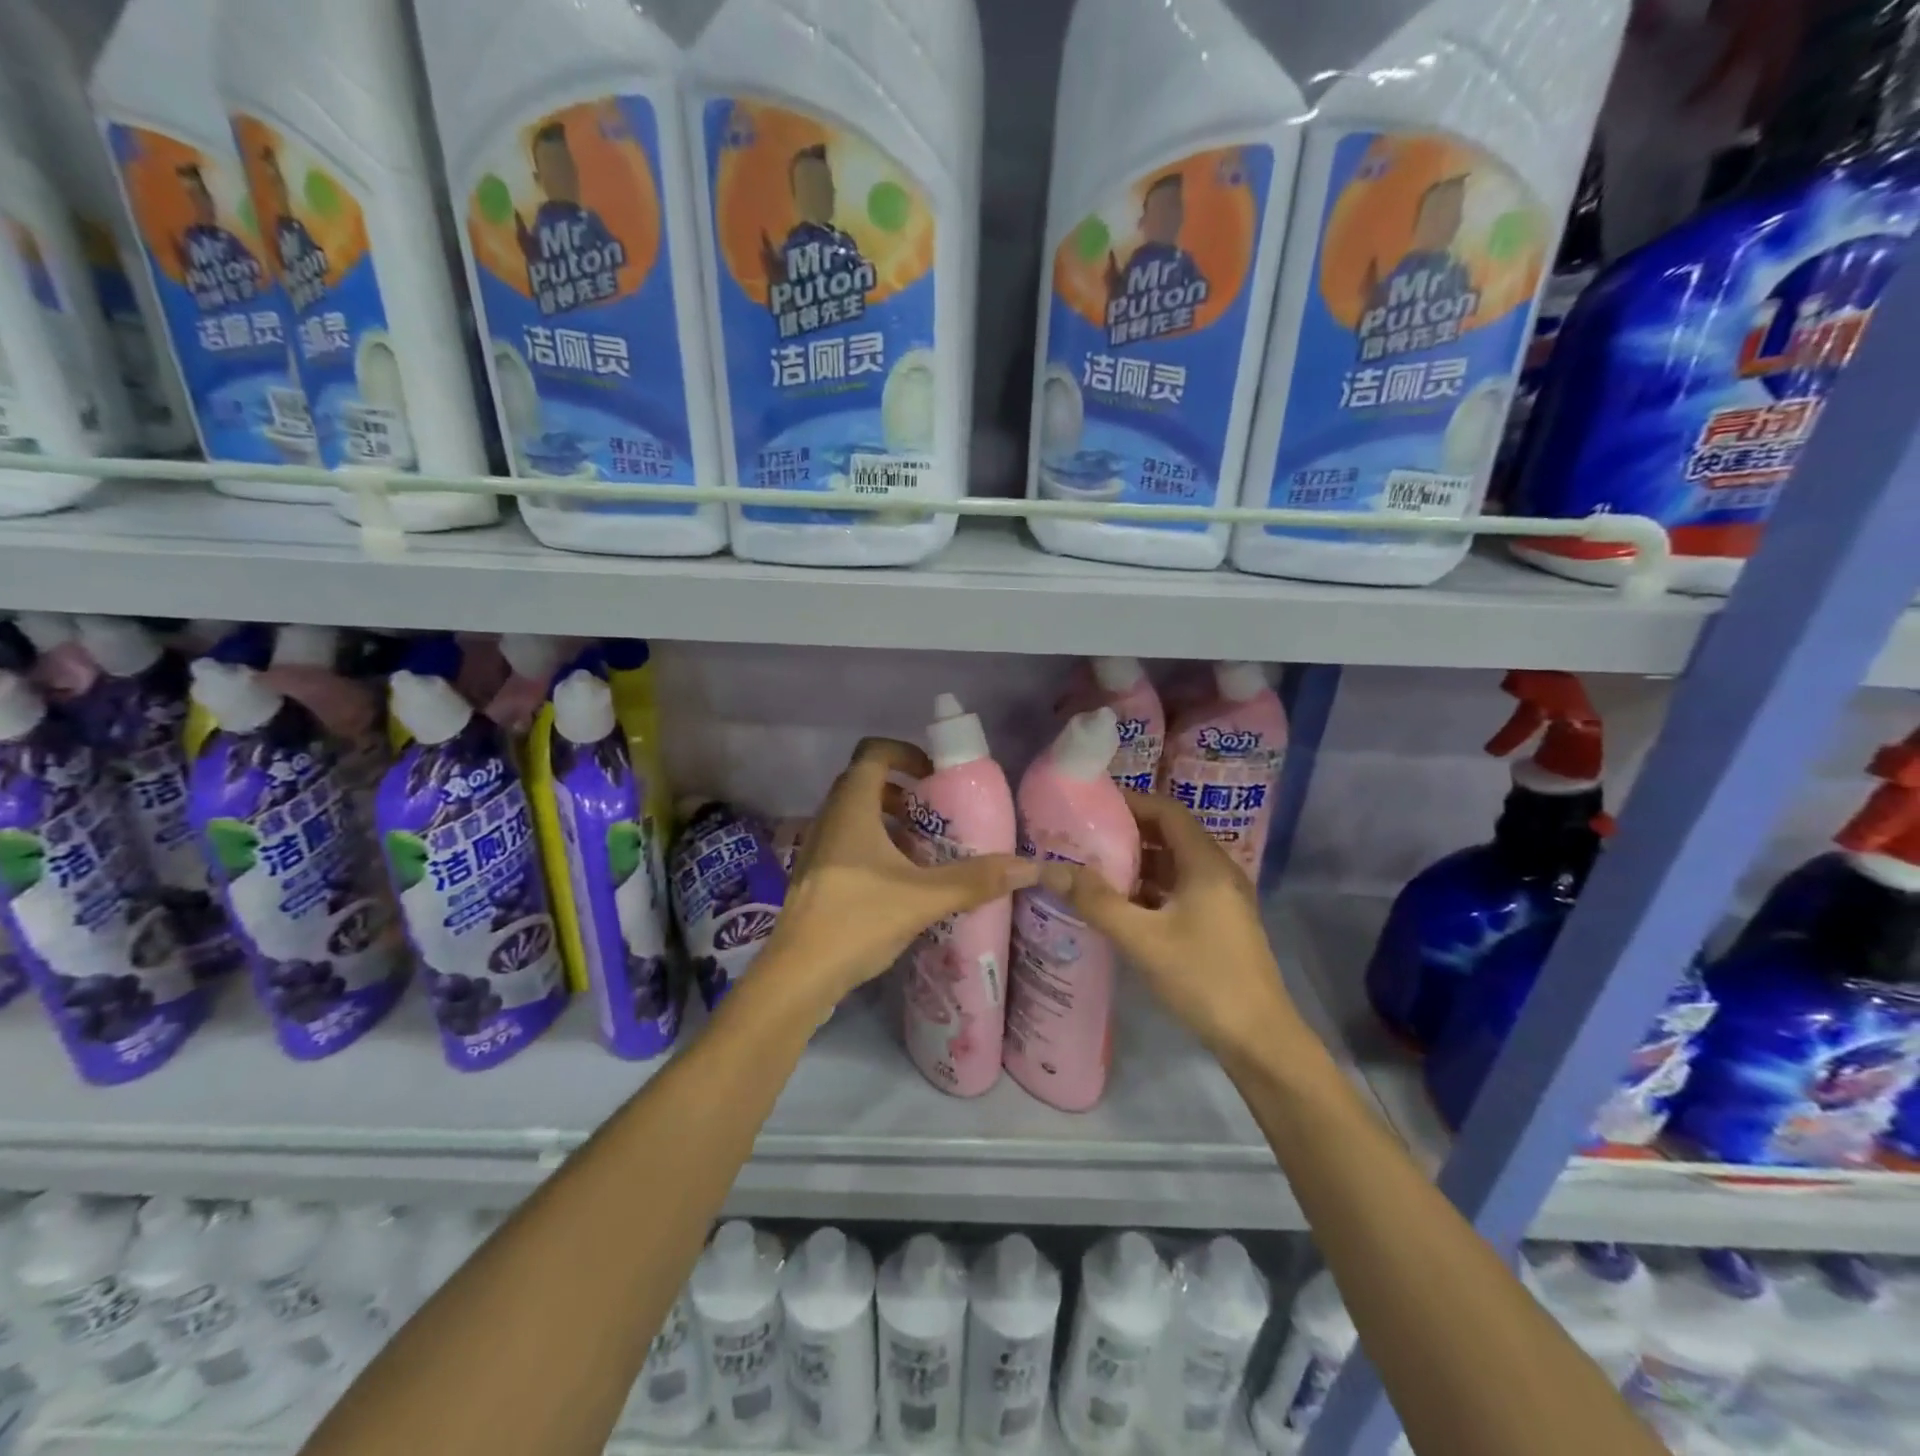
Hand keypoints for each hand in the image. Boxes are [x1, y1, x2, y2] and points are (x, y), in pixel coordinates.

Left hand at [764, 739, 1038, 1007]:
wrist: (797, 976)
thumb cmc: (857, 921)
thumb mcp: (923, 898)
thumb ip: (975, 880)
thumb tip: (1029, 867)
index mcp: (851, 809)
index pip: (873, 753)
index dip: (906, 753)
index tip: (935, 777)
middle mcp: (829, 819)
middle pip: (864, 783)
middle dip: (903, 791)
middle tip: (936, 813)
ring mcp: (817, 849)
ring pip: (855, 816)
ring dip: (889, 821)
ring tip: (924, 849)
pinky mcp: (815, 877)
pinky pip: (847, 843)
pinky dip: (875, 846)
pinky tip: (899, 882)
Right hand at [1039, 791, 1308, 1059]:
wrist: (1259, 1039)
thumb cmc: (1203, 978)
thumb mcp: (1142, 939)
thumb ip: (1096, 902)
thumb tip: (1050, 870)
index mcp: (1206, 863)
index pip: (1167, 811)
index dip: (1131, 802)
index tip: (1091, 804)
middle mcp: (1217, 871)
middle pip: (1169, 835)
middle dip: (1127, 832)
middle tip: (1082, 835)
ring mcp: (1220, 899)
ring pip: (1173, 865)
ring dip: (1136, 862)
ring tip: (1092, 866)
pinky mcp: (1218, 922)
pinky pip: (1178, 890)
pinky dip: (1149, 888)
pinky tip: (1119, 904)